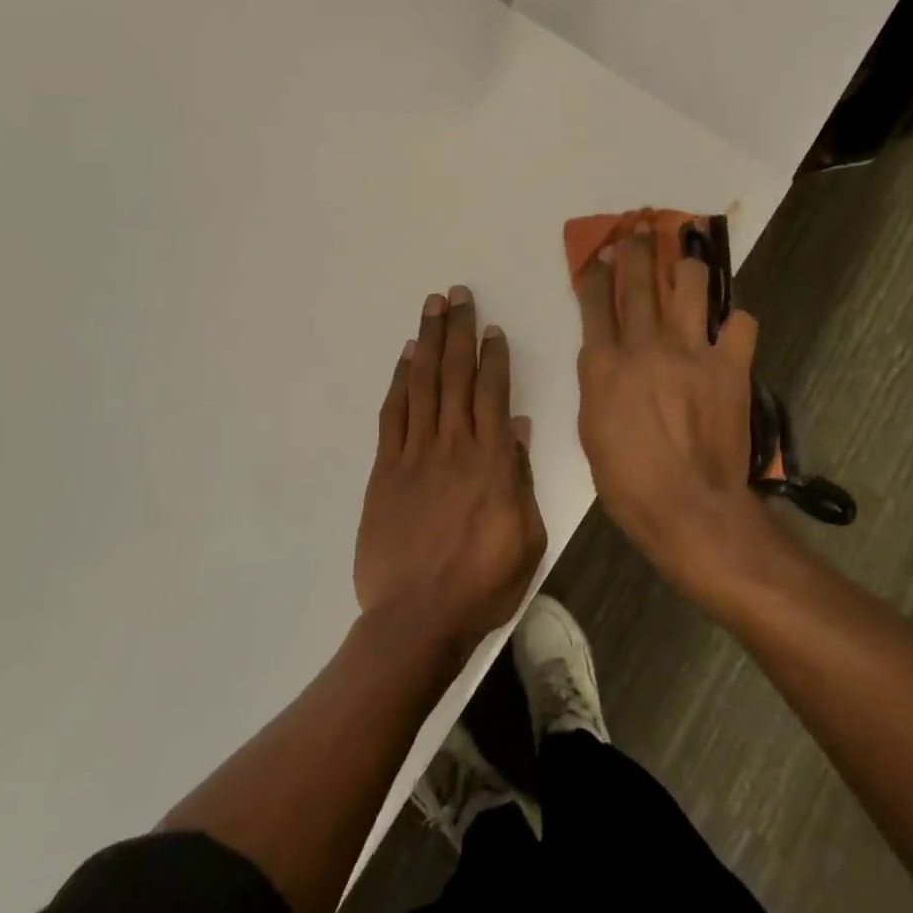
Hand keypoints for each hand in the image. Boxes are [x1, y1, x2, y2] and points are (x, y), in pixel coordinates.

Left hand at [355, 286, 545, 663]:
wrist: (417, 618)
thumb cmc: (483, 583)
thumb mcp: (527, 536)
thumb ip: (521, 477)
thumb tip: (520, 427)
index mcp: (493, 460)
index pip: (493, 392)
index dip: (493, 355)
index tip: (491, 327)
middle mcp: (454, 445)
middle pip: (455, 375)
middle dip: (458, 331)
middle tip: (457, 294)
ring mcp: (415, 454)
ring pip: (423, 384)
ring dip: (429, 342)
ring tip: (432, 307)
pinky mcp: (385, 470)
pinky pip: (393, 415)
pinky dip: (399, 381)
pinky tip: (405, 357)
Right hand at [574, 227, 776, 598]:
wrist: (689, 508)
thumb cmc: (628, 481)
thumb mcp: (591, 429)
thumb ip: (597, 383)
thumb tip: (605, 355)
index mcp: (604, 363)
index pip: (595, 300)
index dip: (596, 270)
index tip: (598, 252)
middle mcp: (645, 345)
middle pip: (639, 279)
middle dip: (636, 246)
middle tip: (639, 226)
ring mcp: (691, 351)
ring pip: (690, 284)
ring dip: (687, 265)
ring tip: (688, 256)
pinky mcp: (730, 366)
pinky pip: (739, 324)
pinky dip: (734, 321)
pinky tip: (728, 327)